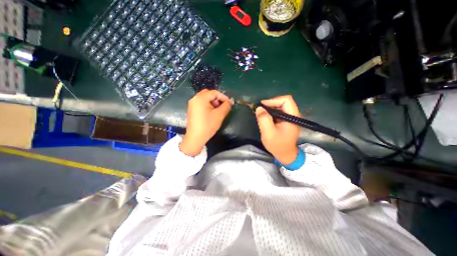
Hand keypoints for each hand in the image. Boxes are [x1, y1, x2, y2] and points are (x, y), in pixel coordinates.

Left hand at [180, 89, 233, 156]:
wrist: (196, 137)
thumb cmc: (208, 125)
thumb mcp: (219, 115)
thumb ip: (226, 106)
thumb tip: (230, 102)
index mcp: (200, 98)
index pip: (214, 93)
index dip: (224, 97)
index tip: (230, 103)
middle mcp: (195, 99)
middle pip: (208, 94)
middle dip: (217, 99)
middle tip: (222, 106)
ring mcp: (192, 105)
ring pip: (205, 99)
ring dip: (213, 102)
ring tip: (217, 111)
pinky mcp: (192, 110)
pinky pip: (201, 104)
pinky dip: (208, 105)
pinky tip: (211, 113)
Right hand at [256, 94, 302, 163]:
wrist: (285, 155)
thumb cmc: (277, 145)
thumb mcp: (268, 133)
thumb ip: (264, 120)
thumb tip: (259, 108)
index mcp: (292, 117)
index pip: (286, 100)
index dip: (273, 100)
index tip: (262, 106)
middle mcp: (294, 115)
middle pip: (283, 102)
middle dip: (271, 104)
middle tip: (260, 110)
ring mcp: (291, 118)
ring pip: (281, 106)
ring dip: (270, 108)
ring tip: (262, 114)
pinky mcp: (287, 120)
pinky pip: (279, 111)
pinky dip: (272, 112)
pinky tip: (266, 117)